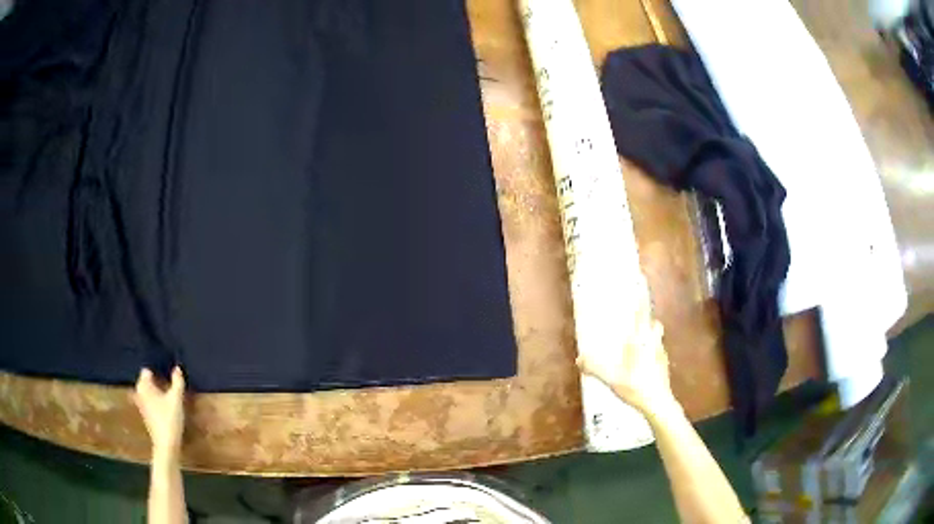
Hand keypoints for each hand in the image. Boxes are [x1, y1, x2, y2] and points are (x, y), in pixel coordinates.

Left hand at [134, 367, 185, 458]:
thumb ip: (177, 382)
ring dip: (155, 391)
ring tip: (167, 394)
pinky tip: (164, 407)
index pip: (147, 370)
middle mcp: (139, 392)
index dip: (156, 370)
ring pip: (147, 392)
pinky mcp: (145, 415)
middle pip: (146, 381)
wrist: (166, 444)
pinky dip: (154, 400)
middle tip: (168, 383)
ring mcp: (141, 404)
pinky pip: (148, 401)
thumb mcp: (176, 399)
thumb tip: (177, 368)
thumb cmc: (169, 418)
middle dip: (155, 380)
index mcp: (144, 385)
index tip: (166, 374)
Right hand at [576, 298, 678, 417]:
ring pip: (657, 337)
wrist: (658, 403)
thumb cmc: (636, 386)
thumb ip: (594, 368)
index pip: (642, 310)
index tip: (641, 278)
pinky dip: (650, 351)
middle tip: (636, 320)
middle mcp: (654, 341)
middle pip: (653, 323)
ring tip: (636, 343)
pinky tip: (642, 363)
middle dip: (647, 319)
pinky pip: (657, 351)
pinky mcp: (664, 364)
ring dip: (649, 335)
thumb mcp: (611, 378)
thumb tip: (579, 360)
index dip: (641, 294)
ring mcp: (661, 353)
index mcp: (641, 338)